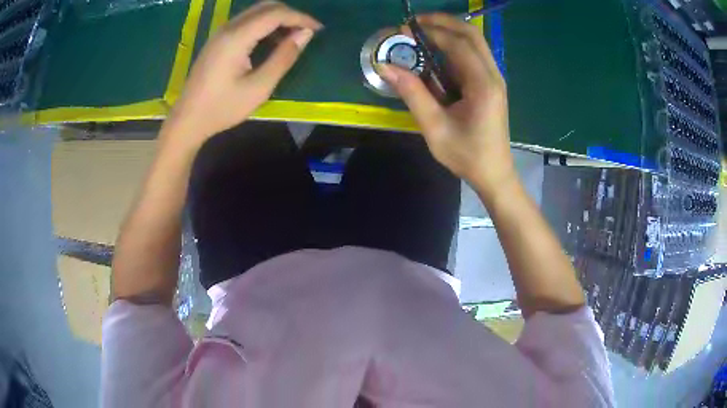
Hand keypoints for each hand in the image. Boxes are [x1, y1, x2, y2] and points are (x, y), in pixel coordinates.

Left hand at [162, 1, 322, 148]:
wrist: (188, 120)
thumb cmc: (222, 108)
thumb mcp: (259, 87)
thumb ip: (283, 57)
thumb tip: (306, 35)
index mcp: (237, 37)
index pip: (275, 14)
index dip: (300, 18)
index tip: (318, 30)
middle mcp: (228, 28)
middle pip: (266, 7)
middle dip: (290, 15)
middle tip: (306, 32)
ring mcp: (221, 32)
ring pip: (256, 12)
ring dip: (277, 19)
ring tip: (292, 38)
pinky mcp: (218, 39)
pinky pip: (246, 21)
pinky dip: (264, 25)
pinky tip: (271, 41)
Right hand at [378, 14, 513, 194]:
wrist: (494, 174)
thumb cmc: (467, 155)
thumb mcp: (435, 128)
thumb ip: (412, 94)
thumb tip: (386, 66)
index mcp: (483, 85)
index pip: (457, 44)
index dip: (430, 32)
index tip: (404, 30)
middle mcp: (493, 75)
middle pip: (472, 34)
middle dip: (443, 22)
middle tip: (414, 23)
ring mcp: (495, 78)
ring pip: (475, 41)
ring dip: (449, 31)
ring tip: (422, 33)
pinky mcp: (491, 83)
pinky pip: (474, 54)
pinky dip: (455, 46)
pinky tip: (436, 52)